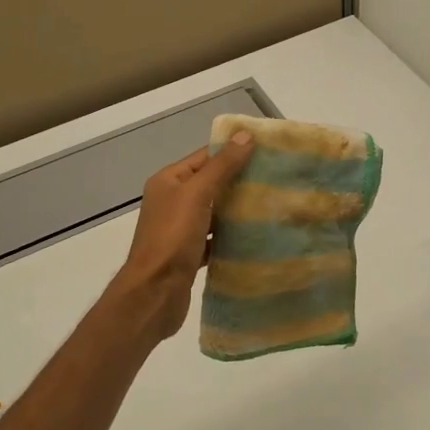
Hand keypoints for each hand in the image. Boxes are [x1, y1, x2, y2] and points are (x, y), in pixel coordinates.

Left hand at [108, 132, 255, 339]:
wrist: (154, 294)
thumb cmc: (172, 238)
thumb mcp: (197, 194)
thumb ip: (222, 166)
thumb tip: (245, 135)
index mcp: (169, 181)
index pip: (205, 157)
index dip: (232, 152)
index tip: (266, 152)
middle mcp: (172, 201)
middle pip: (210, 184)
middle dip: (239, 181)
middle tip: (275, 179)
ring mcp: (179, 229)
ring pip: (214, 212)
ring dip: (237, 210)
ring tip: (271, 205)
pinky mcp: (189, 254)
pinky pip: (214, 238)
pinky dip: (231, 236)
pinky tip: (255, 236)